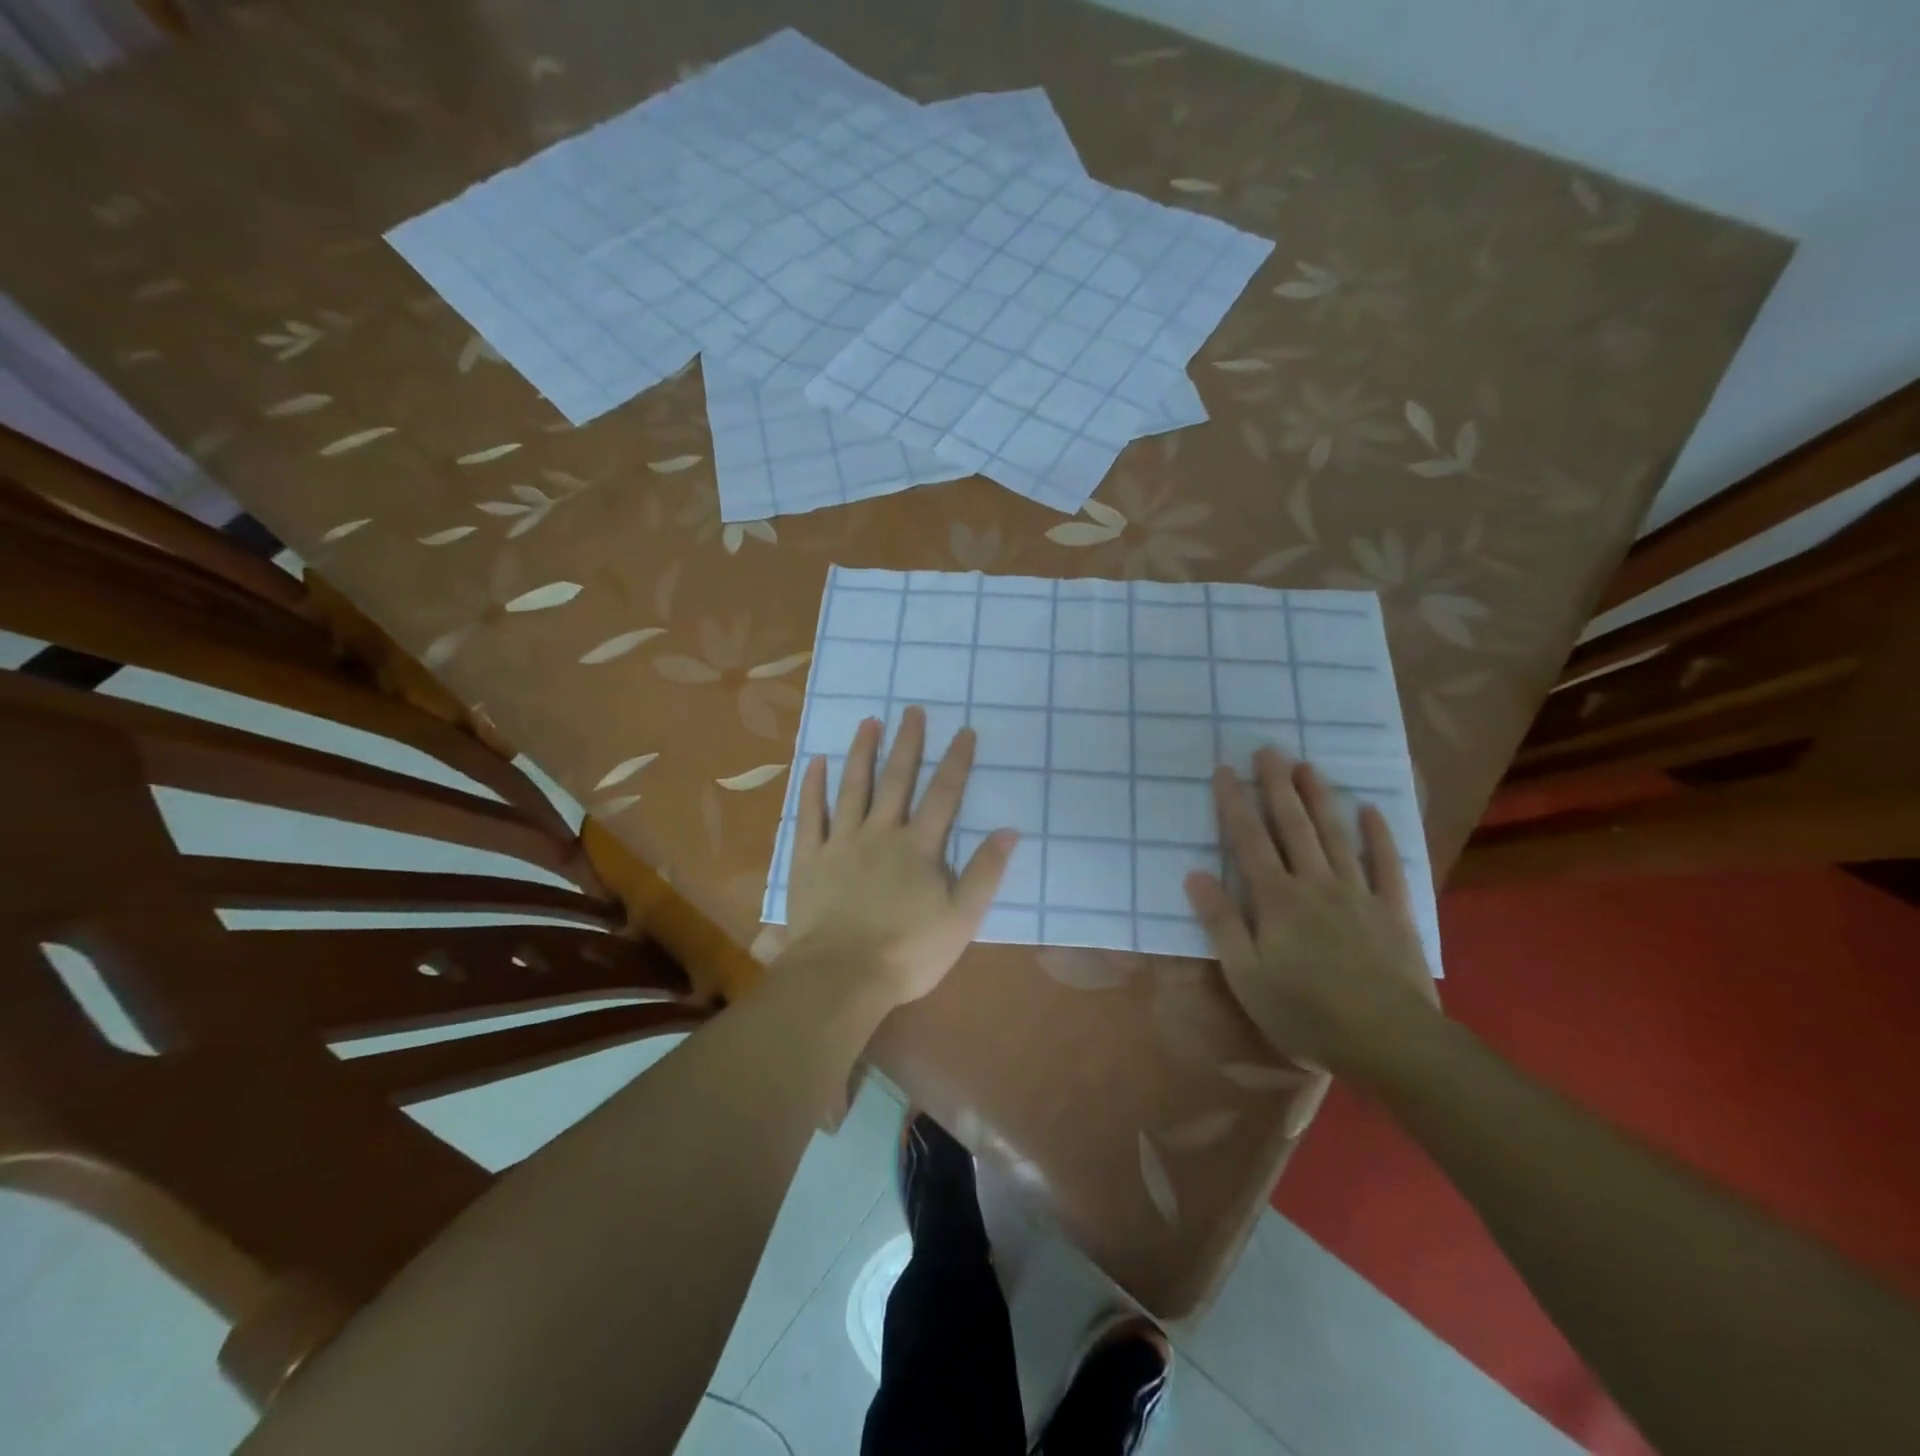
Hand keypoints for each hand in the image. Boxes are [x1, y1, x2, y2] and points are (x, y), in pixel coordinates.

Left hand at [782, 706, 1016, 1010]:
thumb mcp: (962, 919)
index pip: (943, 795)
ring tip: (868, 721)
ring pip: (853, 787)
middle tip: (912, 710)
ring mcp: (841, 843)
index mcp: (919, 848)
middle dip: (908, 743)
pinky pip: (809, 815)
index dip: (956, 761)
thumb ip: (985, 873)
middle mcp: (881, 833)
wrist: (842, 977)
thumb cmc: (908, 952)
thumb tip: (1009, 831)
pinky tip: (815, 762)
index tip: (964, 730)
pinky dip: (812, 787)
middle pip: (897, 780)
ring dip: (862, 752)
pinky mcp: (809, 858)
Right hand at [1185, 746, 1440, 1082]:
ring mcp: (1358, 894)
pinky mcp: (1393, 912)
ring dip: (1319, 798)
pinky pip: (1387, 865)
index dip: (1235, 803)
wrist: (1389, 1042)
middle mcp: (1316, 884)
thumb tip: (1195, 875)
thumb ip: (1222, 922)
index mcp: (1276, 900)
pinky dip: (1379, 836)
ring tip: (1307, 765)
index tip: (1225, 770)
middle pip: (1293, 826)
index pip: (1249, 840)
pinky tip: (1371, 810)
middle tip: (1268, 749)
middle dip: (1277, 786)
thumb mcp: (1246, 975)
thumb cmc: (1305, 1012)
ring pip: (1335, 836)